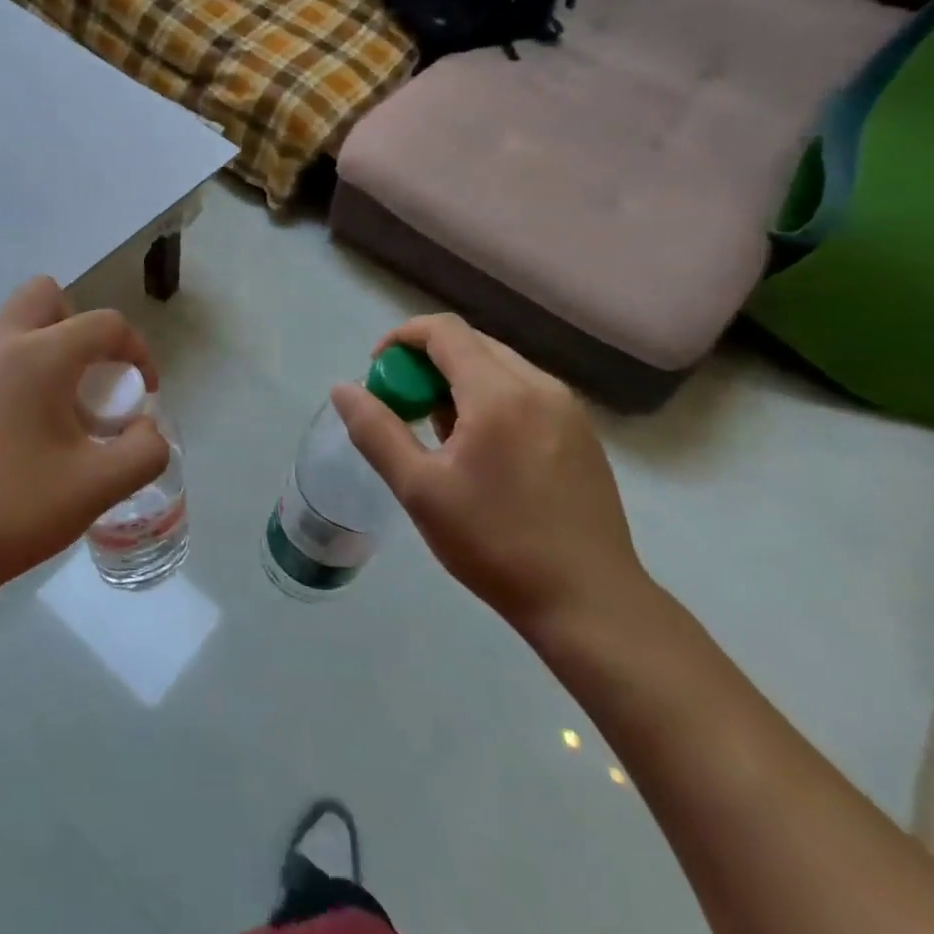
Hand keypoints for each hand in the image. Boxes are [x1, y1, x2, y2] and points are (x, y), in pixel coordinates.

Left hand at [0, 276, 170, 607]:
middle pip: (47, 297)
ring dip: (50, 351)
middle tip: (92, 382)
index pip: (105, 324)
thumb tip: (145, 430)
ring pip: (17, 327)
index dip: (138, 352)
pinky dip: (20, 374)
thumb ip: (144, 451)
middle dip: (82, 329)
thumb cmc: (11, 511)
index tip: (143, 395)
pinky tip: (23, 436)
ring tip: (61, 416)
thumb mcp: (97, 488)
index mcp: (38, 355)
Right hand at [329, 314, 647, 636]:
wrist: (590, 602)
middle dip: (427, 362)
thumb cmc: (495, 542)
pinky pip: (524, 392)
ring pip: (499, 367)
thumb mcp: (419, 489)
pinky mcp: (582, 434)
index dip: (402, 338)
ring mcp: (568, 409)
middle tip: (402, 405)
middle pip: (472, 344)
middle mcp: (540, 386)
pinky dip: (489, 399)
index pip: (444, 331)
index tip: (377, 372)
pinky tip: (481, 450)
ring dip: (458, 381)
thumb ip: (376, 431)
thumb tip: (343, 389)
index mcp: (499, 393)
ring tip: (439, 432)